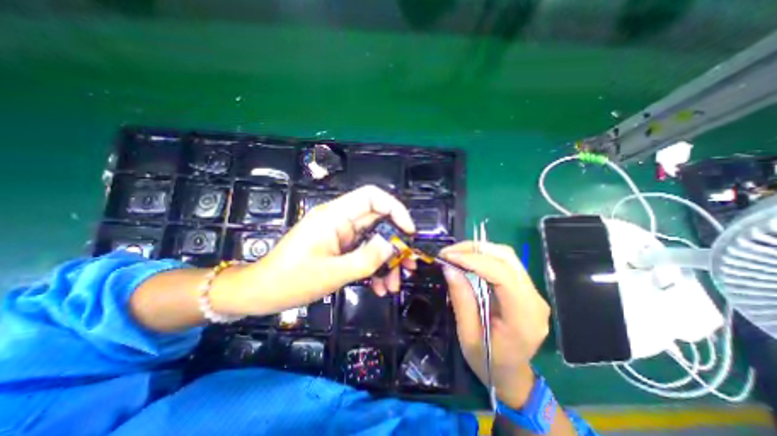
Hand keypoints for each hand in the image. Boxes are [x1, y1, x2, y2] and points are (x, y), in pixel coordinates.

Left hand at [210, 184, 415, 316]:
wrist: (261, 293)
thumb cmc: (291, 281)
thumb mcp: (332, 273)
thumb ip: (366, 258)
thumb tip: (393, 245)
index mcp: (335, 216)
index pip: (372, 196)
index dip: (395, 209)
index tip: (409, 232)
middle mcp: (340, 221)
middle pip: (378, 221)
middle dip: (395, 243)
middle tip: (408, 264)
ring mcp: (341, 235)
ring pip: (374, 240)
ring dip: (387, 261)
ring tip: (394, 285)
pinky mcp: (340, 247)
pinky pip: (364, 252)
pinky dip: (374, 267)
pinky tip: (379, 287)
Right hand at [440, 241, 547, 408]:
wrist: (512, 375)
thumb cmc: (488, 362)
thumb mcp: (468, 335)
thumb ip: (461, 299)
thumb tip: (449, 268)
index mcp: (524, 318)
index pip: (503, 276)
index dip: (474, 261)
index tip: (448, 257)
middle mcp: (535, 300)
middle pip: (507, 258)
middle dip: (474, 249)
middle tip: (448, 252)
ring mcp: (534, 292)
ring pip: (507, 256)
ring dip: (479, 250)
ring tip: (455, 254)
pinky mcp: (527, 288)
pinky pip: (505, 263)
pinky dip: (484, 256)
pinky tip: (468, 260)